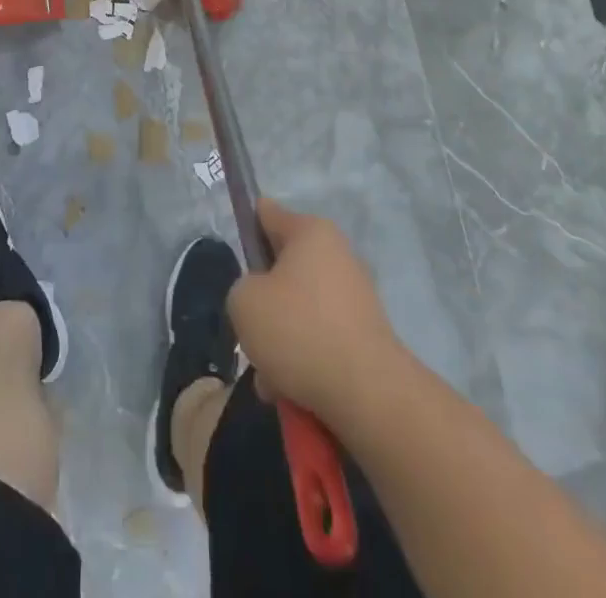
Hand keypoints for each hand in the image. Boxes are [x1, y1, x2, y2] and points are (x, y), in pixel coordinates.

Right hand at [227, 199, 404, 420]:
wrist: (368, 393)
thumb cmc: (299, 330)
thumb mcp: (244, 302)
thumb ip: (241, 288)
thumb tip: (260, 297)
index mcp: (310, 232)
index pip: (267, 212)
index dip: (246, 228)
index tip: (236, 258)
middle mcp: (337, 254)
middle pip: (282, 269)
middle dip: (264, 304)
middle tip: (252, 334)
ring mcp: (355, 295)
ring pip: (299, 310)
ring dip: (280, 341)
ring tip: (271, 379)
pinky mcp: (365, 334)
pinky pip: (321, 339)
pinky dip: (304, 361)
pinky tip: (293, 393)